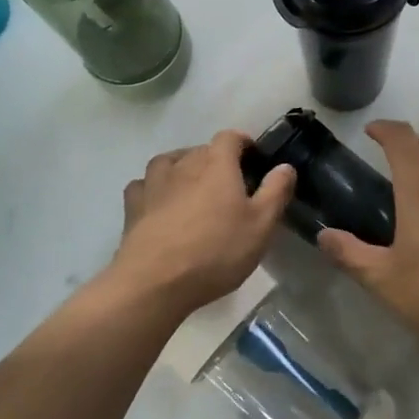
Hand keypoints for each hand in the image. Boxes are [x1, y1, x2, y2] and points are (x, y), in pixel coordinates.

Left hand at [112, 130, 296, 315]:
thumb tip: (285, 166)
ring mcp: (154, 182)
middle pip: (201, 149)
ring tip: (192, 188)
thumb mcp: (260, 226)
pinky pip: (144, 185)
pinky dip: (153, 188)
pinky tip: (159, 203)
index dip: (243, 143)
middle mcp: (184, 164)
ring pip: (169, 161)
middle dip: (216, 160)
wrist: (155, 281)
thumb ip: (275, 192)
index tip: (253, 158)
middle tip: (229, 186)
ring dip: (182, 168)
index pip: (230, 137)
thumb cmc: (216, 251)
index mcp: (217, 164)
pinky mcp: (133, 205)